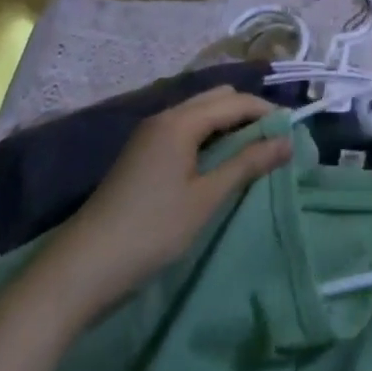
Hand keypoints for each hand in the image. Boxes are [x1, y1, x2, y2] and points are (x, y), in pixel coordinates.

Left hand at [37, 87, 290, 319]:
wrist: (78, 271)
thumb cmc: (150, 231)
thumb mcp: (206, 198)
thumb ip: (247, 164)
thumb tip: (287, 141)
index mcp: (180, 121)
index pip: (235, 101)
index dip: (267, 112)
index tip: (293, 132)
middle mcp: (164, 117)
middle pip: (216, 99)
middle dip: (248, 113)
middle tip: (273, 141)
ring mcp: (148, 135)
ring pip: (199, 113)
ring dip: (228, 125)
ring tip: (252, 152)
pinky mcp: (140, 155)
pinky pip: (185, 129)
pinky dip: (208, 137)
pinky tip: (218, 162)